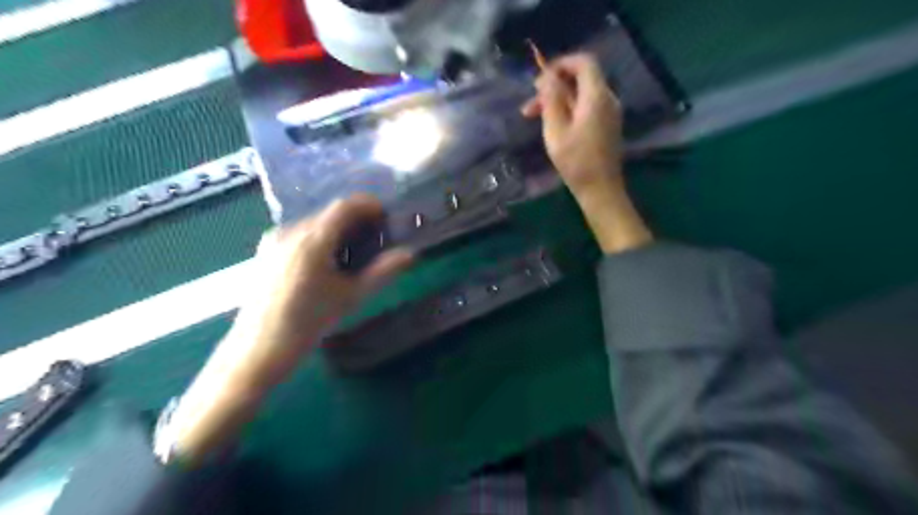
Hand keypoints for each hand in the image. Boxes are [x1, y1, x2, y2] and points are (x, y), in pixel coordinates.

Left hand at [231, 192, 413, 372]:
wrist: (258, 351)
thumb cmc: (308, 323)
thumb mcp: (351, 297)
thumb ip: (383, 271)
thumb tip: (410, 254)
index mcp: (311, 240)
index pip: (344, 206)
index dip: (368, 205)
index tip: (386, 217)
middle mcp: (289, 231)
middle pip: (329, 213)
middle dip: (355, 220)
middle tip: (375, 238)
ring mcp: (273, 240)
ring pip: (313, 223)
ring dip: (337, 229)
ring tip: (352, 252)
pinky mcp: (265, 251)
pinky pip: (299, 234)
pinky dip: (319, 238)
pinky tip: (326, 262)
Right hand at [524, 54, 651, 255]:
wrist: (600, 190)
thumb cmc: (576, 161)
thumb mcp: (556, 130)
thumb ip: (551, 100)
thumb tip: (547, 76)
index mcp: (597, 96)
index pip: (584, 62)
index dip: (561, 64)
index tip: (540, 78)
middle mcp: (608, 98)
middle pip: (580, 79)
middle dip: (553, 86)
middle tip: (530, 104)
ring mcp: (609, 112)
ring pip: (581, 94)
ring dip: (557, 100)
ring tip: (533, 116)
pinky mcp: (607, 125)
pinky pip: (587, 107)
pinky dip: (568, 109)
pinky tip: (552, 125)